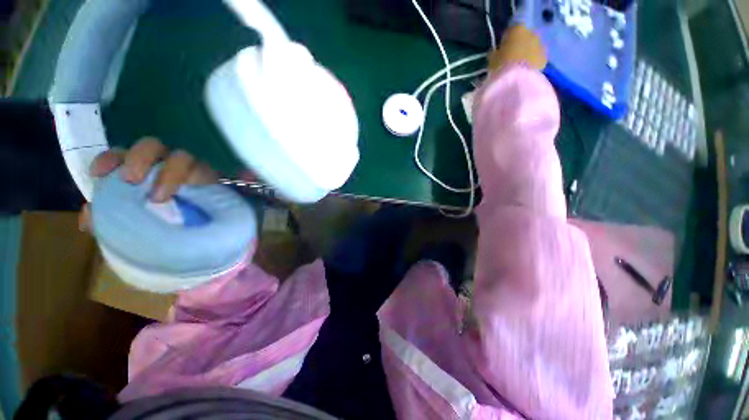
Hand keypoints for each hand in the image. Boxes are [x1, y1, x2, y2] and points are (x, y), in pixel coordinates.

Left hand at [79, 137, 217, 231]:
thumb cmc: (164, 225)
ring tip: (159, 196)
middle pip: (152, 146)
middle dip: (139, 158)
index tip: (98, 173)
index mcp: (142, 170)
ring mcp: (194, 170)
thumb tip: (88, 219)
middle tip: (132, 180)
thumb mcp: (131, 224)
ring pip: (182, 156)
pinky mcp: (215, 178)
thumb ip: (110, 217)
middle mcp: (166, 164)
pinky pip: (209, 170)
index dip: (110, 159)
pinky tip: (196, 187)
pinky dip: (201, 177)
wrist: (203, 233)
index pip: (122, 155)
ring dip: (169, 171)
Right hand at [487, 25, 546, 71]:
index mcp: (517, 29)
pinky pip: (537, 58)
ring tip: (518, 66)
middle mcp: (531, 32)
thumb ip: (494, 53)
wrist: (516, 79)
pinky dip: (532, 62)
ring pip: (532, 47)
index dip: (505, 40)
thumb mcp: (492, 59)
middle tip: (510, 58)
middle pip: (524, 37)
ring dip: (527, 53)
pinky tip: (525, 71)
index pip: (510, 31)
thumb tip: (494, 52)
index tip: (501, 49)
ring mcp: (540, 45)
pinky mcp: (545, 58)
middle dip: (519, 45)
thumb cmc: (501, 65)